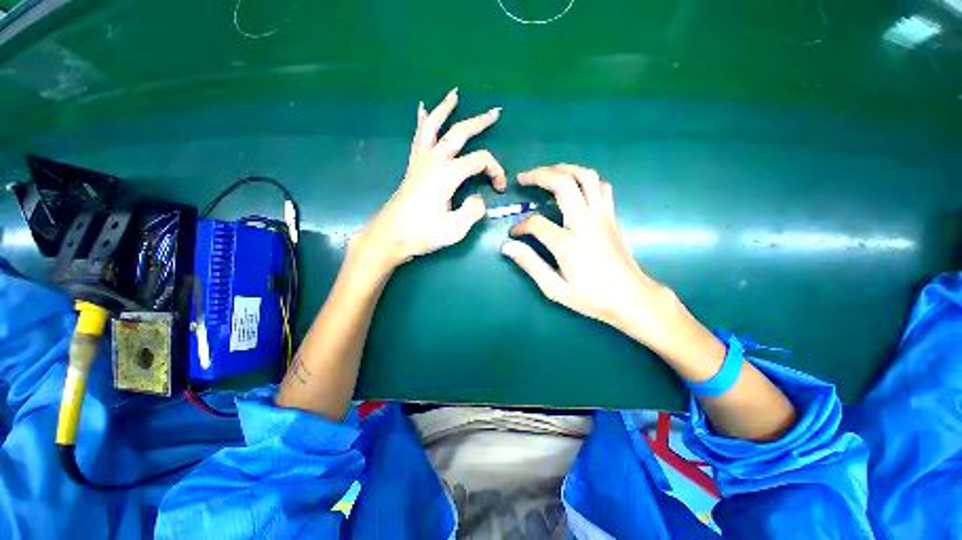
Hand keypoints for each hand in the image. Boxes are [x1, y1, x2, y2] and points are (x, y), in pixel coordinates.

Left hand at [355, 88, 506, 269]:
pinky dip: (423, 122)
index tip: (500, 189)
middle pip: (459, 133)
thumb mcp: (455, 228)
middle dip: (479, 122)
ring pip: (434, 126)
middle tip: (495, 113)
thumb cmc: (422, 233)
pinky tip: (423, 111)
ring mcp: (421, 161)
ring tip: (454, 95)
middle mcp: (434, 160)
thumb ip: (474, 210)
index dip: (496, 171)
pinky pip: (419, 137)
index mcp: (448, 174)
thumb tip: (478, 198)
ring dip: (446, 109)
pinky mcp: (413, 167)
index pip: (480, 161)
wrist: (390, 235)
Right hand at [501, 164, 688, 354]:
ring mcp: (602, 216)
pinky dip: (585, 179)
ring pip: (586, 176)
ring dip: (563, 169)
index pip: (536, 223)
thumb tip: (507, 246)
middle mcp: (586, 223)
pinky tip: (574, 187)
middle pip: (563, 183)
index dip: (520, 226)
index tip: (514, 233)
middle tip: (523, 178)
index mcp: (569, 244)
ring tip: (546, 173)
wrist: (632, 298)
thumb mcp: (555, 288)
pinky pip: (601, 186)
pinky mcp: (612, 216)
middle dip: (539, 175)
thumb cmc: (592, 297)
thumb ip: (530, 264)